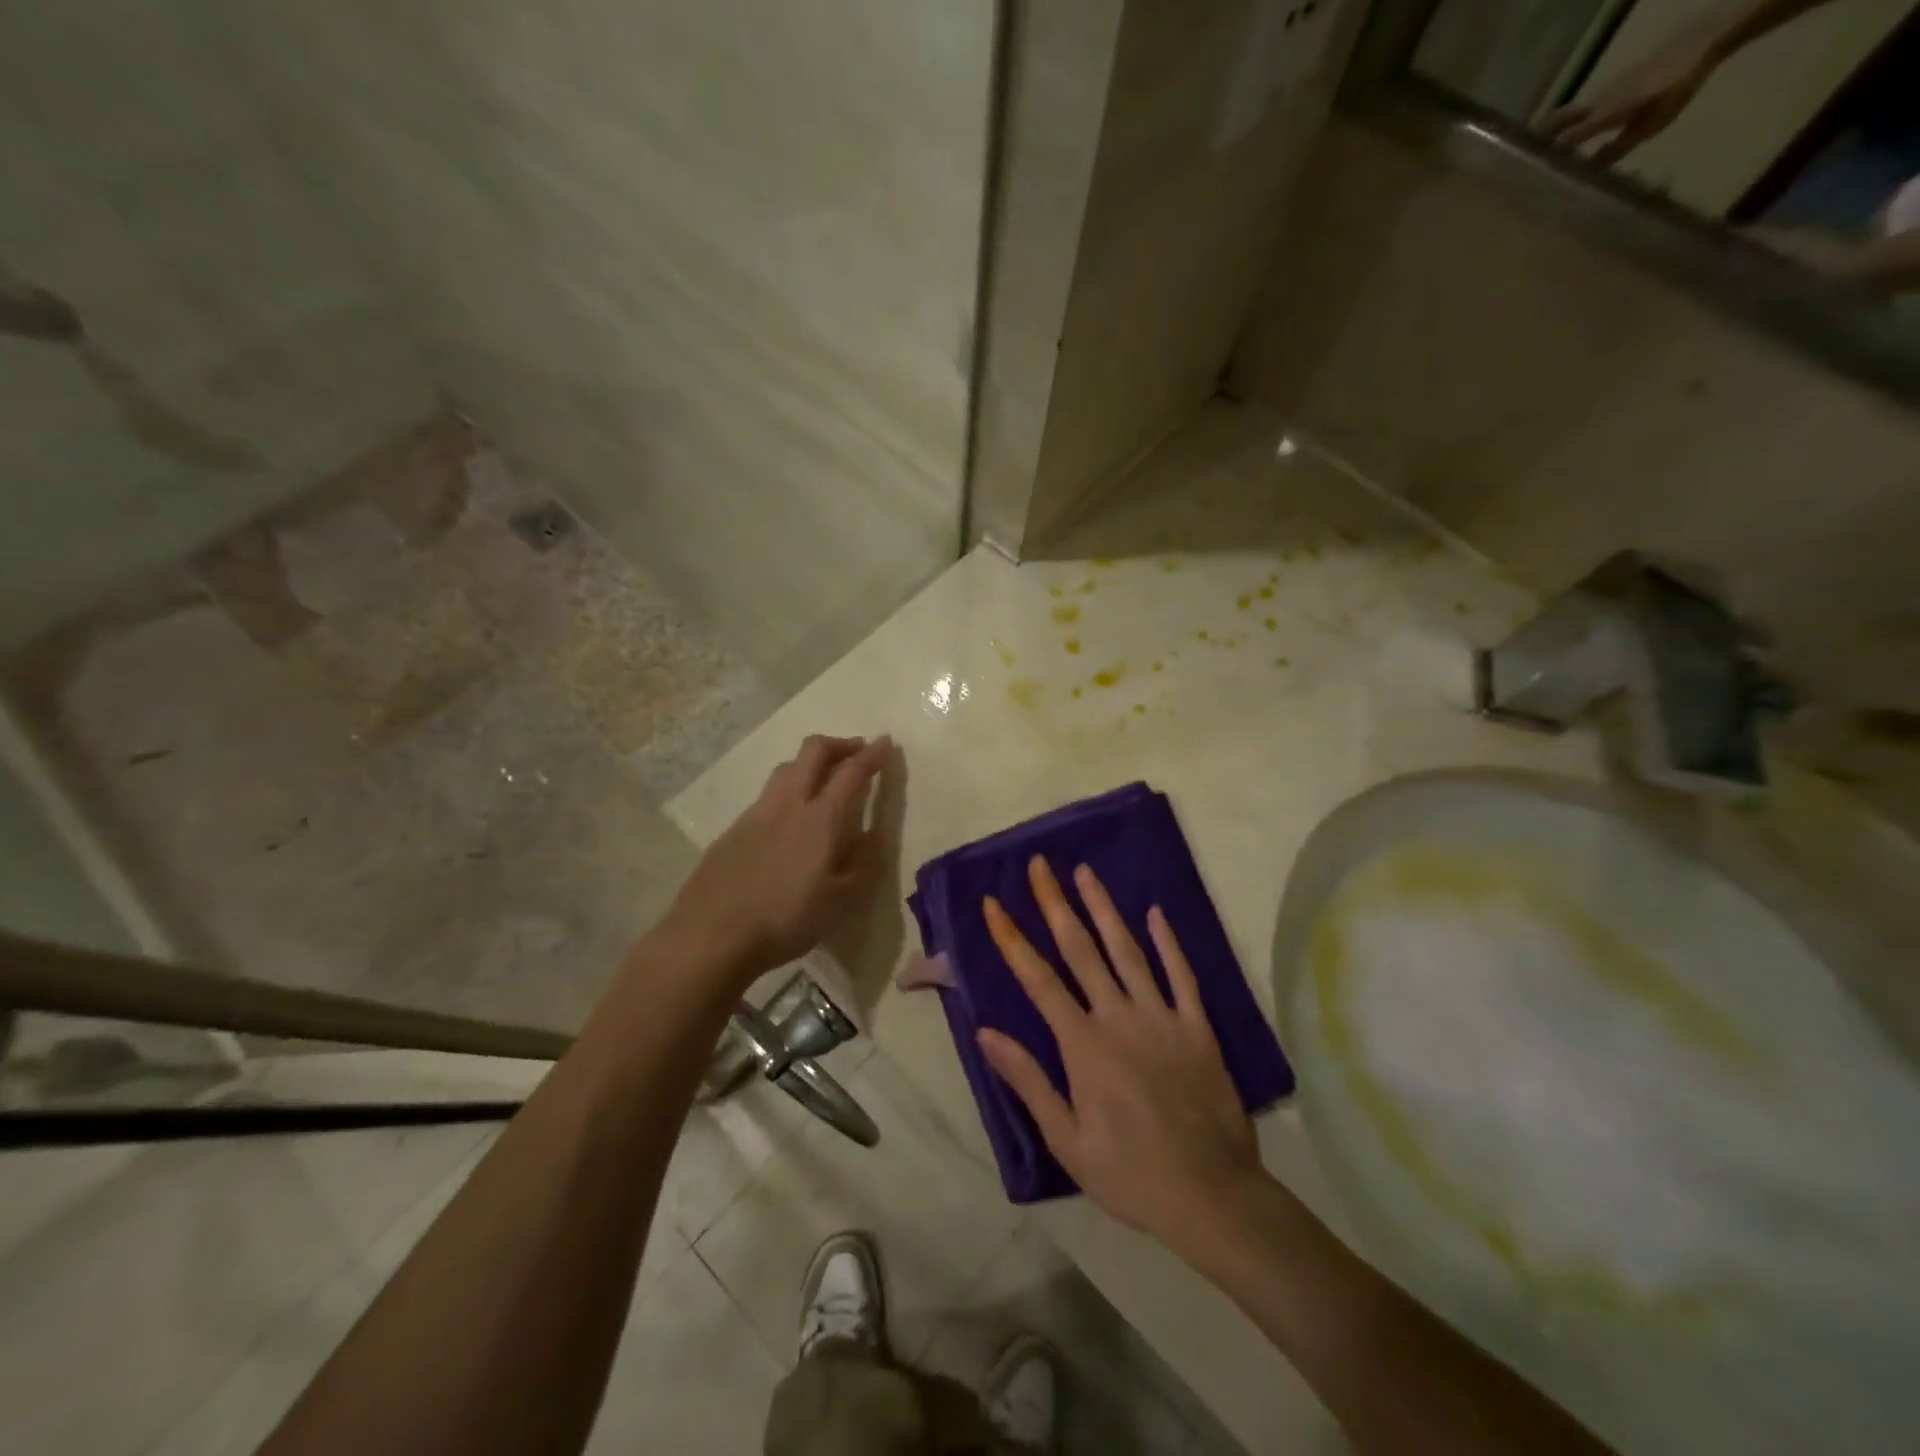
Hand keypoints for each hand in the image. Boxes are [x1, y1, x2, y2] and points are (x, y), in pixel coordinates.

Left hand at [663, 734, 890, 987]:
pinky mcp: (733, 829)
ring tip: (822, 781)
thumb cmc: (786, 919)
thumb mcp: (841, 901)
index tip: (885, 742)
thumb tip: (876, 833)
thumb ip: (864, 862)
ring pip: (786, 768)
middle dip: (839, 744)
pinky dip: (787, 791)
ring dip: (810, 763)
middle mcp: (789, 803)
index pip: (852, 772)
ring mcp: (756, 813)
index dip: (872, 754)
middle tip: (856, 752)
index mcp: (821, 818)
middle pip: (813, 750)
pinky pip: (766, 795)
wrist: (712, 934)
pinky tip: (788, 820)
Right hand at [977, 857, 1262, 1252]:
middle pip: (1080, 949)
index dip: (1012, 938)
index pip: (1038, 979)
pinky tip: (1156, 913)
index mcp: (1083, 1045)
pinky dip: (1168, 942)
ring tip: (1085, 872)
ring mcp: (1162, 1017)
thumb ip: (1028, 1080)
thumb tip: (986, 1032)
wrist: (1212, 1197)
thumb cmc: (1130, 1174)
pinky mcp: (1197, 1027)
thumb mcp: (1066, 1140)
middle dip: (1056, 904)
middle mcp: (1119, 1017)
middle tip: (1040, 866)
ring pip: (1127, 951)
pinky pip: (1181, 975)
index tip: (994, 904)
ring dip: (1104, 908)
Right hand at [1543, 36, 1717, 164]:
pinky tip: (1568, 135)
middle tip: (1518, 164)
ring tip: (1537, 153)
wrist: (1702, 40)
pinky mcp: (1610, 85)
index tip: (1526, 177)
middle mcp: (1596, 102)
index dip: (1544, 158)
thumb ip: (1617, 148)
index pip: (1565, 139)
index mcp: (1604, 114)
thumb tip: (1587, 170)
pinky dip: (1568, 122)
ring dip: (1549, 132)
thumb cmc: (1678, 86)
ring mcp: (1602, 91)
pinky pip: (1581, 107)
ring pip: (1565, 114)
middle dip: (1536, 141)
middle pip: (1556, 121)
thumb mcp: (1651, 126)